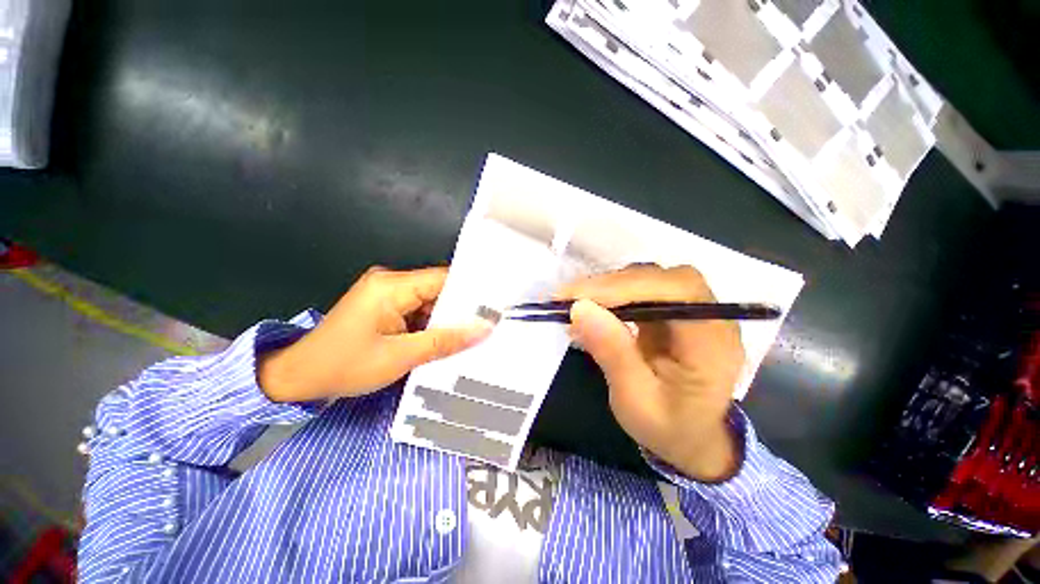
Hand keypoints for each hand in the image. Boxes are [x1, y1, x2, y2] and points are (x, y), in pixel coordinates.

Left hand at [259, 266, 492, 402]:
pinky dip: (431, 325)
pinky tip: (444, 340)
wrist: (297, 378)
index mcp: (391, 286)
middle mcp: (390, 281)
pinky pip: (418, 310)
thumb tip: (483, 330)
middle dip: (459, 310)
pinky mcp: (385, 305)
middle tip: (486, 327)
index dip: (470, 292)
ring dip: (445, 320)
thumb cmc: (343, 366)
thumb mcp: (400, 357)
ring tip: (469, 337)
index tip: (494, 308)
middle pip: (438, 289)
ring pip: (430, 302)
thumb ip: (445, 341)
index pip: (443, 279)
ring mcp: (386, 293)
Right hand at [557, 265, 745, 481]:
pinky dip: (612, 294)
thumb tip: (579, 308)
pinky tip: (591, 307)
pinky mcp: (672, 311)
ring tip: (575, 302)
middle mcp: (710, 318)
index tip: (581, 297)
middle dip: (612, 285)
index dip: (628, 286)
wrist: (690, 437)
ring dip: (609, 287)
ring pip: (650, 278)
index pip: (678, 292)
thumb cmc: (667, 427)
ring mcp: (692, 310)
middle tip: (568, 297)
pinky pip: (641, 290)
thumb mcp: (634, 400)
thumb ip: (612, 353)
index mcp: (713, 345)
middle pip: (662, 278)